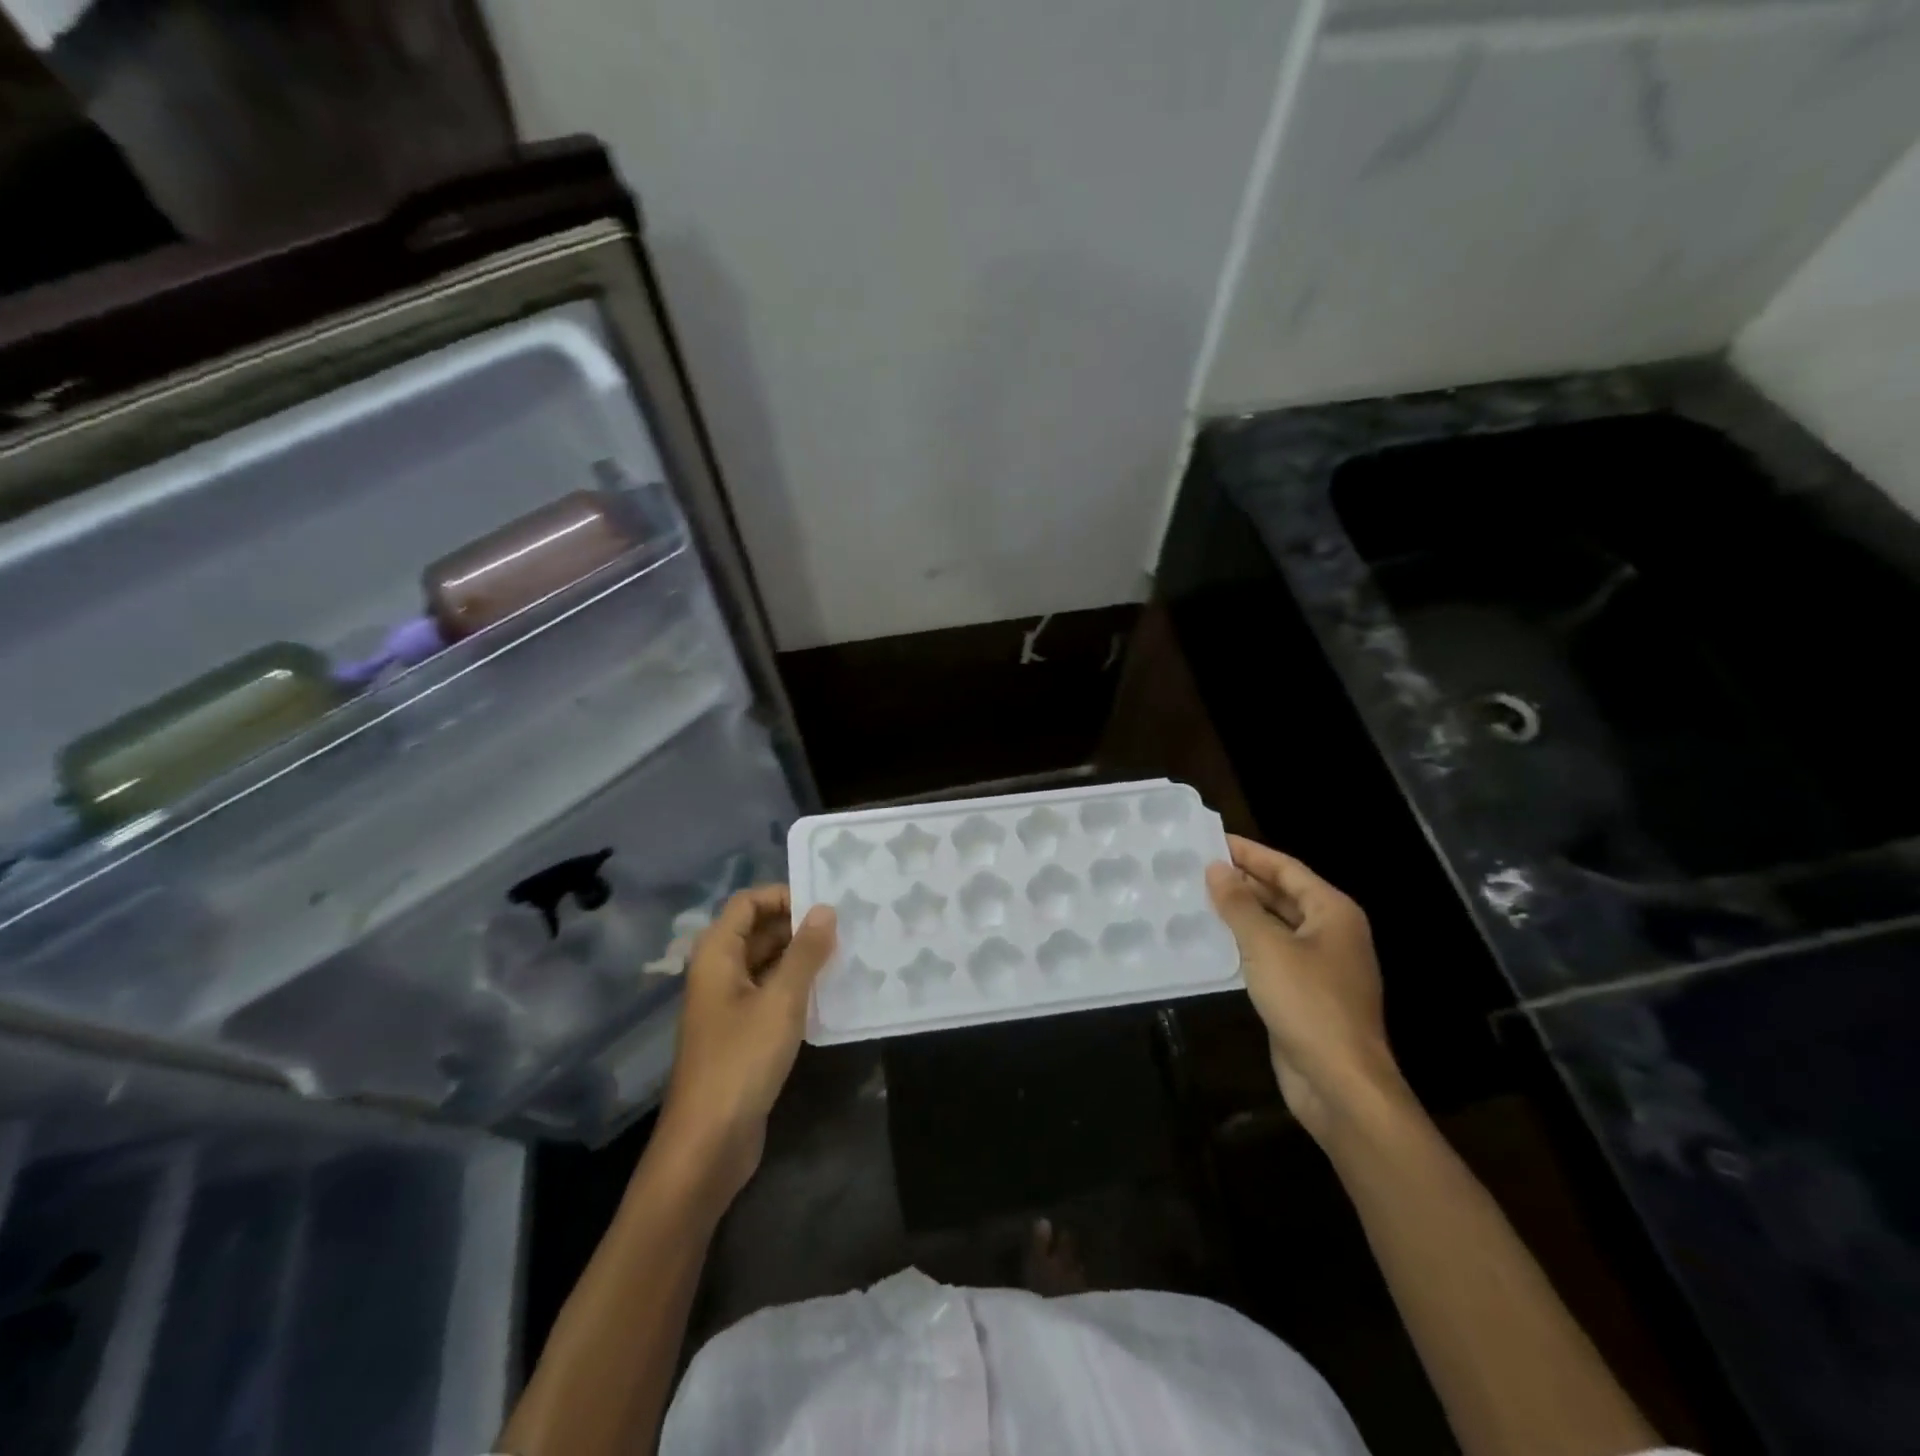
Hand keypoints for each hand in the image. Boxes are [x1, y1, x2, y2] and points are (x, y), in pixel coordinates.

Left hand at [658, 886, 835, 1200]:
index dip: (784, 895)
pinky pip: (771, 994)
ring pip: (768, 963)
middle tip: (848, 926)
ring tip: (848, 953)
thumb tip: (825, 909)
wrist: (708, 1144)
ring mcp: (729, 1004)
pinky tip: (832, 992)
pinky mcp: (742, 1033)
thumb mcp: (781, 1001)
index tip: (827, 902)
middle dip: (799, 926)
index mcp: (716, 954)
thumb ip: (805, 952)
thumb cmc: (741, 1061)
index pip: (748, 902)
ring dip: (802, 957)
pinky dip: (797, 987)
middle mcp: (719, 972)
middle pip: (758, 931)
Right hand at [1206, 837, 1408, 1142]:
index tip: (1212, 839)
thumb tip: (1216, 868)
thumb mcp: (1266, 946)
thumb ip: (1239, 904)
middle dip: (1243, 881)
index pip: (1286, 868)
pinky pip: (1270, 955)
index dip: (1249, 852)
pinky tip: (1212, 941)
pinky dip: (1244, 944)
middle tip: (1197, 867)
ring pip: (1274, 926)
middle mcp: (1330, 933)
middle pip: (1282, 894)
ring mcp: (1319, 966)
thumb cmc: (1308, 1002)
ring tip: (1197, 898)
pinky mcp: (1304, 994)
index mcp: (1333, 912)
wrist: (1339, 1083)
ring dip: (1240, 913)